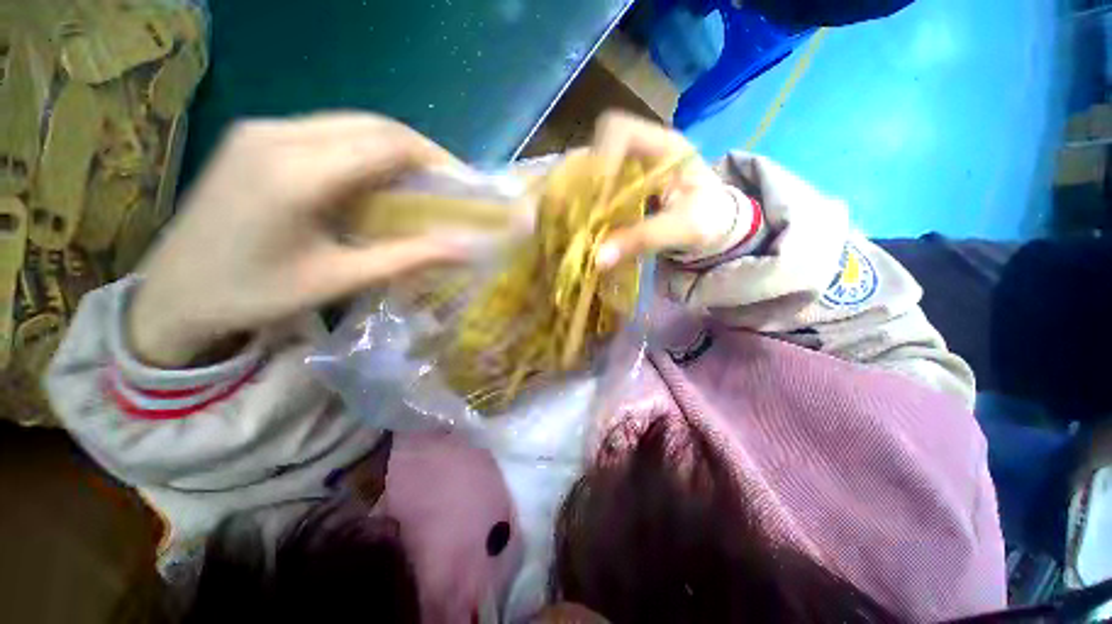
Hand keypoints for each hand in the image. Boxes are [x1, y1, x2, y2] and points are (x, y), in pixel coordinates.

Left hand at [129, 113, 470, 367]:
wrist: (172, 293)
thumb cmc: (256, 294)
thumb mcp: (339, 279)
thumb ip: (407, 257)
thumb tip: (464, 247)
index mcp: (297, 173)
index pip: (387, 143)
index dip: (434, 158)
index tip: (463, 181)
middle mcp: (278, 135)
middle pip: (372, 124)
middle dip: (419, 150)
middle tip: (447, 183)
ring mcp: (261, 130)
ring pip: (350, 123)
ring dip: (393, 148)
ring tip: (419, 182)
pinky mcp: (254, 136)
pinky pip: (327, 131)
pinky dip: (363, 149)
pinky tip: (374, 178)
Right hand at [590, 112, 740, 268]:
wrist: (718, 225)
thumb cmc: (710, 219)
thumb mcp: (684, 229)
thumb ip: (643, 239)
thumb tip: (598, 259)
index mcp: (665, 146)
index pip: (621, 131)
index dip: (602, 159)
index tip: (599, 199)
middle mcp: (643, 149)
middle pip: (598, 147)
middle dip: (586, 180)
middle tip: (584, 213)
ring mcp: (631, 167)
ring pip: (593, 166)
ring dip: (583, 194)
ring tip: (583, 221)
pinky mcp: (624, 185)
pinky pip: (597, 187)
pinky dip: (589, 204)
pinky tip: (591, 224)